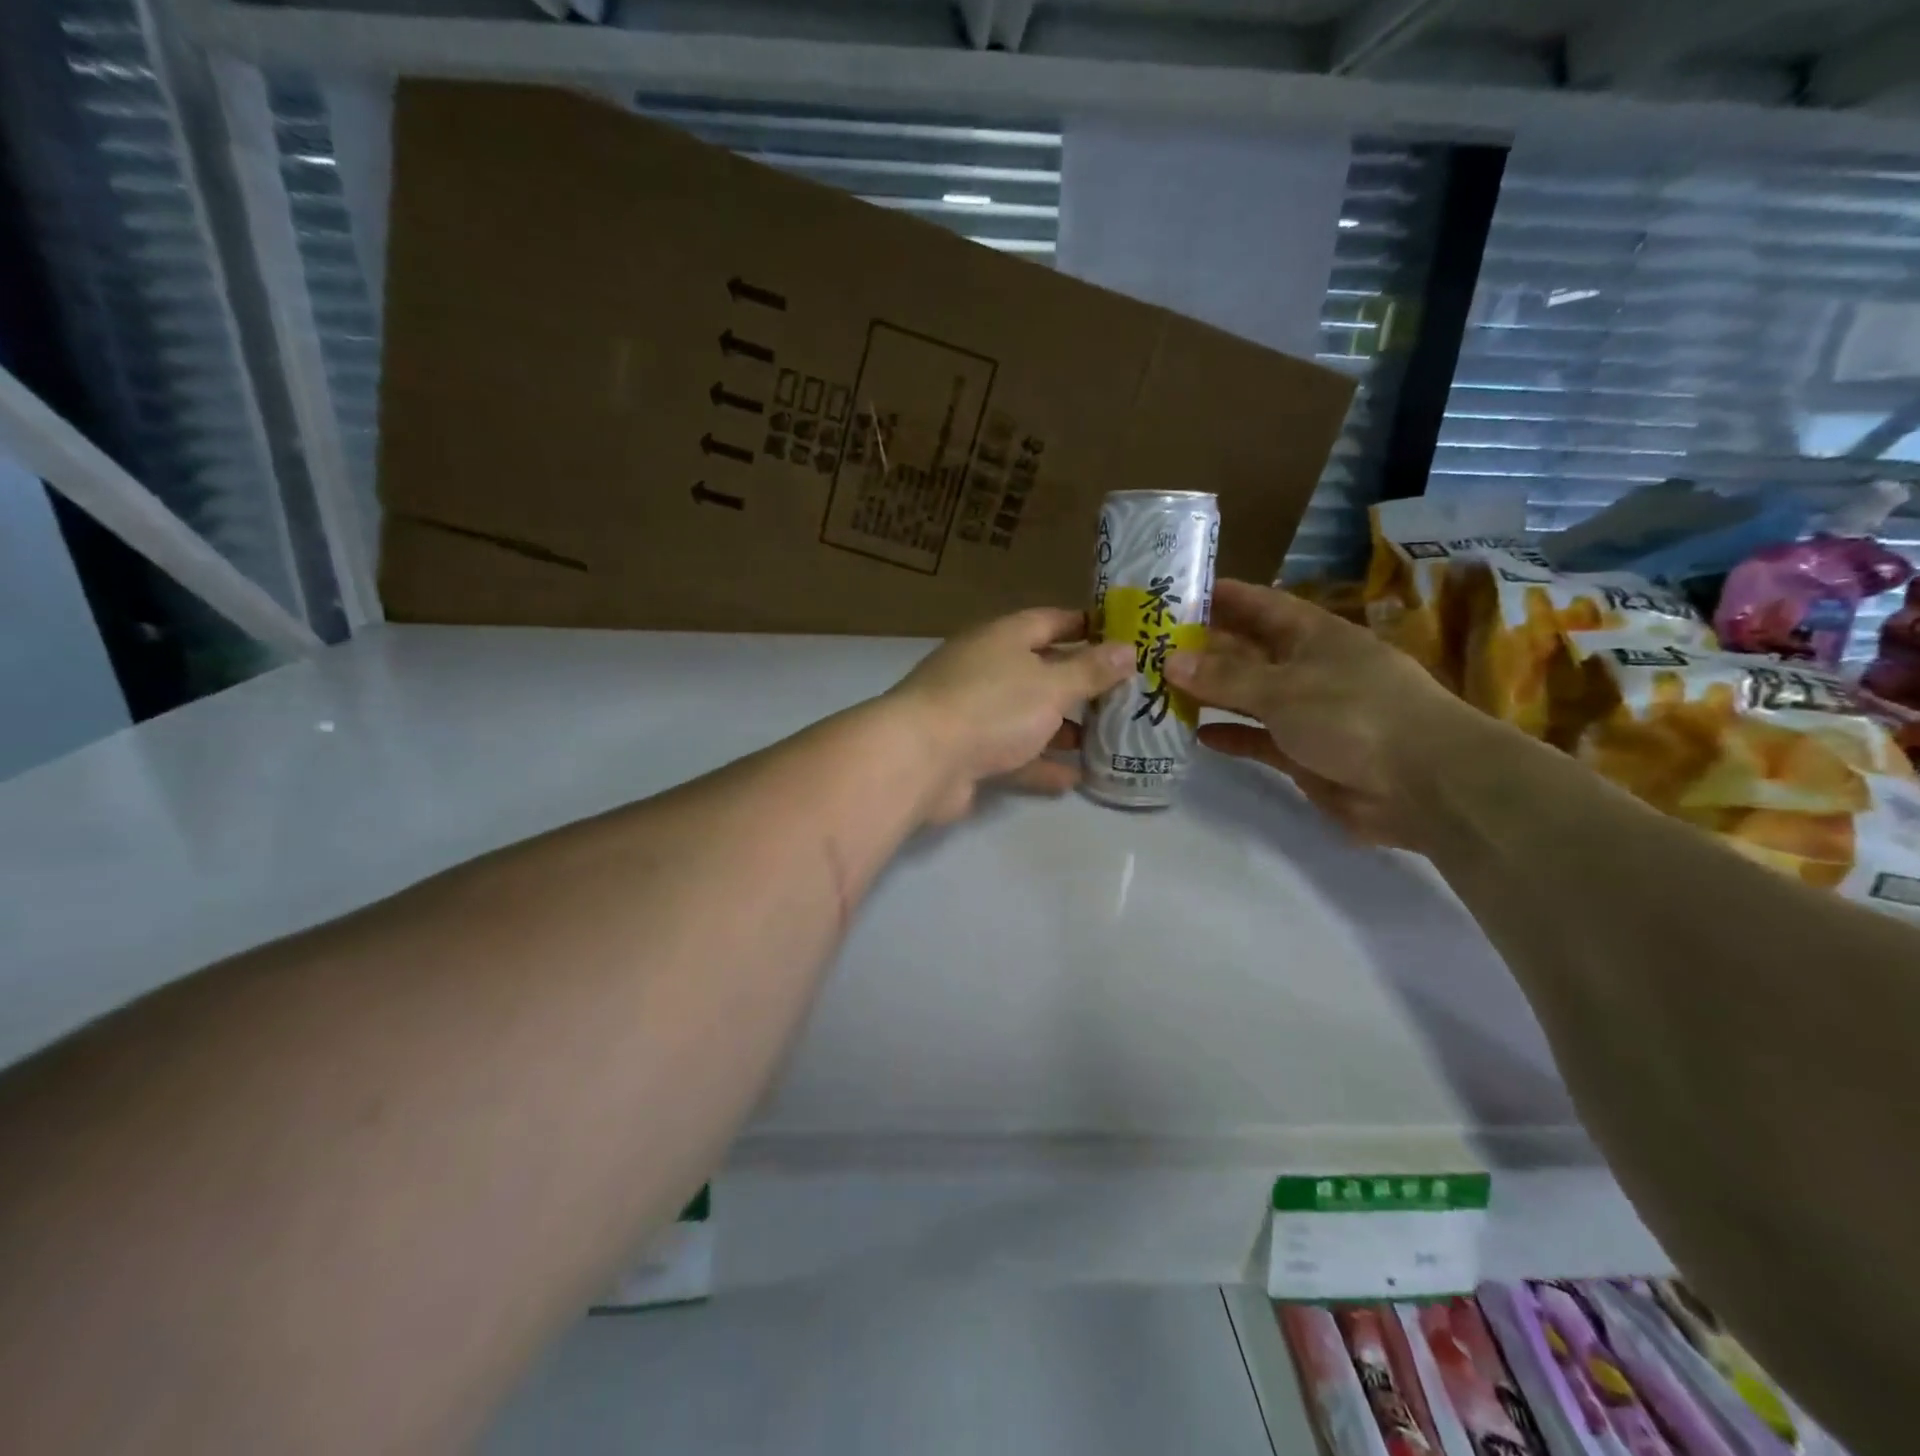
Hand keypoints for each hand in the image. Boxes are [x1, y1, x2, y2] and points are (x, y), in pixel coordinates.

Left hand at [884, 608, 1135, 825]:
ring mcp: (974, 713)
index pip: (1049, 621)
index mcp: (1002, 639)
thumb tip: (1129, 650)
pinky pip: (1013, 755)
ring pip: (1027, 717)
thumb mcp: (1051, 685)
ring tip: (1106, 740)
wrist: (922, 760)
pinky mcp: (968, 753)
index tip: (1120, 636)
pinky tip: (1074, 778)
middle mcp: (986, 670)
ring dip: (1062, 729)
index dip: (1084, 626)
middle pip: (1040, 671)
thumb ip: (1091, 670)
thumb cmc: (992, 707)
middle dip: (1079, 685)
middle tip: (1123, 696)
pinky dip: (1040, 765)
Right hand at [1162, 579, 1482, 847]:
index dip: (1224, 596)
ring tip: (1161, 690)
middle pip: (1248, 651)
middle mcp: (1308, 668)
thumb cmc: (1354, 714)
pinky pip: (1257, 738)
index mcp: (1313, 635)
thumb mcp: (1283, 688)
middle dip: (1205, 648)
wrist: (1423, 784)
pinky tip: (1198, 736)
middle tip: (1151, 647)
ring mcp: (1307, 712)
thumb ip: (1225, 676)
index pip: (1260, 605)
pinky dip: (1231, 735)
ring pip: (1248, 696)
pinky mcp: (1304, 753)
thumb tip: (1169, 659)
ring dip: (1211, 694)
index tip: (1180, 591)